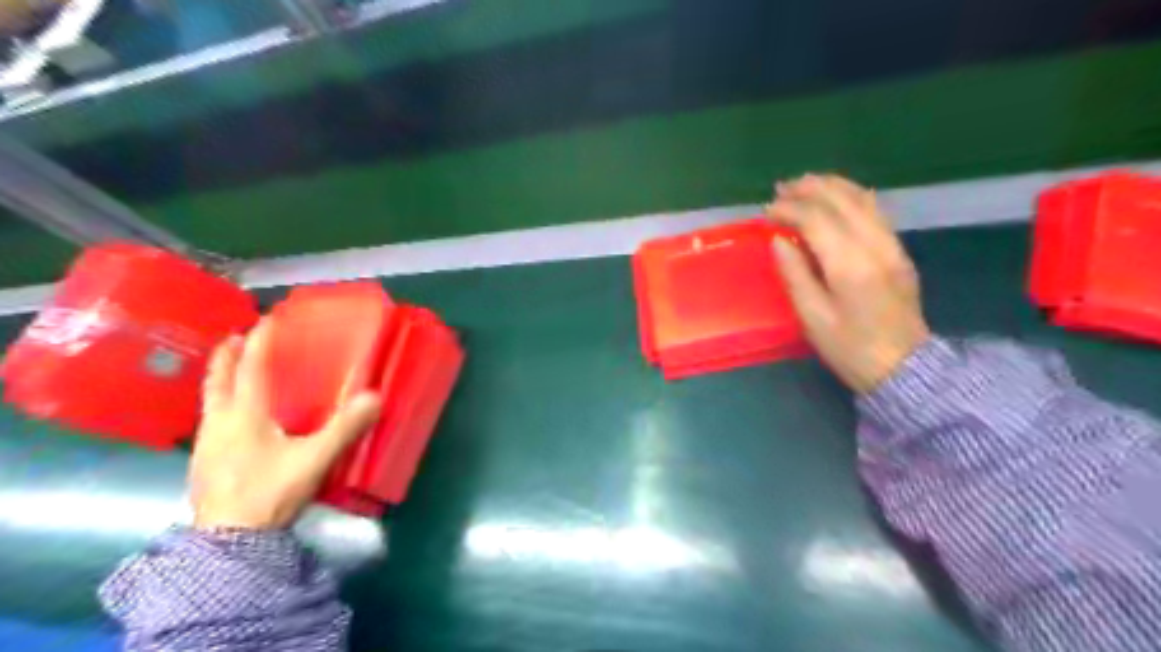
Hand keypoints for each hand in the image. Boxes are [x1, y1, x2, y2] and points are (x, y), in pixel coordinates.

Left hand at [192, 321, 381, 528]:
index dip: (260, 341)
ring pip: (210, 401)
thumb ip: (344, 429)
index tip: (266, 319)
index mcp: (244, 416)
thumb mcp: (313, 460)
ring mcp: (207, 444)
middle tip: (238, 337)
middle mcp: (219, 423)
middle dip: (228, 357)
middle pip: (218, 381)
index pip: (251, 369)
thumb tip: (375, 397)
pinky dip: (221, 404)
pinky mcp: (205, 463)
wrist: (229, 542)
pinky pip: (212, 420)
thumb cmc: (270, 493)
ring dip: (221, 379)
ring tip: (233, 370)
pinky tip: (233, 416)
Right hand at [769, 173, 932, 393]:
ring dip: (832, 187)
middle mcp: (875, 245)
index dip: (788, 210)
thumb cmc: (850, 348)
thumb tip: (778, 240)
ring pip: (863, 199)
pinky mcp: (899, 252)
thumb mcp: (812, 317)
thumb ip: (795, 274)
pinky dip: (852, 197)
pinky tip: (837, 199)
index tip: (766, 212)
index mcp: (849, 265)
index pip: (816, 220)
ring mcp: (892, 246)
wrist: (905, 368)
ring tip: (805, 185)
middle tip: (781, 189)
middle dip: (809, 189)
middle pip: (842, 200)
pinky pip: (875, 211)